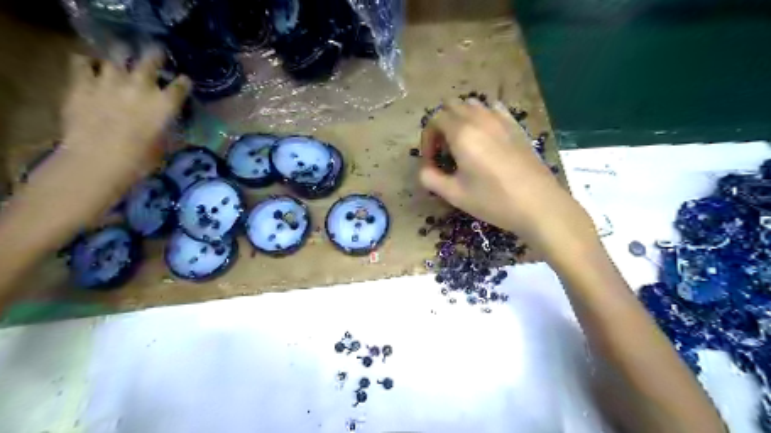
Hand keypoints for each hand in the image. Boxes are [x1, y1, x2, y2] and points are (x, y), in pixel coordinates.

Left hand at [61, 49, 188, 183]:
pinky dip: (87, 62)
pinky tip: (90, 65)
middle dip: (155, 56)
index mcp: (166, 104)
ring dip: (121, 54)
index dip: (183, 82)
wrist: (97, 160)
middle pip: (150, 60)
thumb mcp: (164, 147)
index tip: (183, 81)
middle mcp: (141, 86)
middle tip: (155, 53)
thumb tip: (169, 125)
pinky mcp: (81, 83)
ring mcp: (110, 81)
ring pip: (116, 54)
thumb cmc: (140, 160)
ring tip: (121, 56)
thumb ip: (167, 129)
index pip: (181, 85)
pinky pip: (82, 62)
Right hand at [420, 100, 594, 258]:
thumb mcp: (454, 194)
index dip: (428, 139)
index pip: (435, 119)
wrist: (537, 204)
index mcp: (462, 133)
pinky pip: (494, 109)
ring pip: (473, 105)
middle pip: (452, 106)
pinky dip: (483, 117)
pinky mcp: (516, 126)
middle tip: (445, 151)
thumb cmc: (493, 200)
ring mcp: (501, 120)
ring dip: (461, 119)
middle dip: (442, 125)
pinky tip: (486, 138)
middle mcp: (480, 119)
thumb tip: (424, 169)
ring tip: (464, 144)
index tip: (432, 161)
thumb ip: (430, 178)